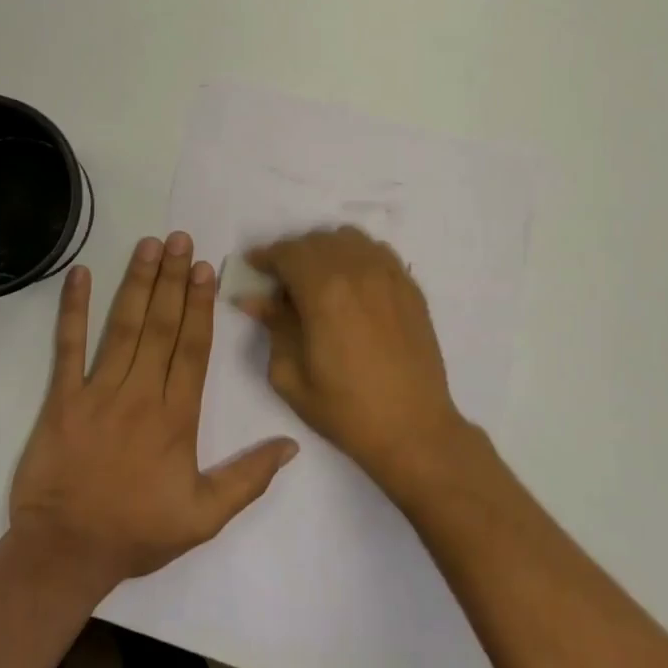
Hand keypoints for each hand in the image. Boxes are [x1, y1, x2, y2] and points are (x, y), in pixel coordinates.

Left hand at [9, 232, 298, 591]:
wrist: (65, 554)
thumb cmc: (137, 532)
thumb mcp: (204, 518)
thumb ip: (249, 479)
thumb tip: (292, 444)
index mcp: (176, 418)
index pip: (193, 349)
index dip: (201, 305)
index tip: (206, 268)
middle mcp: (140, 394)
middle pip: (161, 326)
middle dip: (173, 279)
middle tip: (181, 239)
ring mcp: (97, 393)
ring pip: (122, 327)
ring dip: (137, 283)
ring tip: (149, 245)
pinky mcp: (61, 399)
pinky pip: (67, 347)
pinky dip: (72, 309)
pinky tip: (79, 275)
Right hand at [242, 226, 467, 494]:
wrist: (413, 429)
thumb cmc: (345, 409)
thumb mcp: (291, 374)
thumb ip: (273, 326)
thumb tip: (254, 298)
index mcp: (324, 292)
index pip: (287, 252)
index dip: (266, 256)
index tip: (254, 267)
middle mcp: (358, 271)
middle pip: (316, 241)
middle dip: (292, 254)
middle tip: (281, 280)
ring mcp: (389, 275)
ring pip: (349, 239)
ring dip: (325, 250)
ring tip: (317, 279)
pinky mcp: (410, 287)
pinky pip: (377, 252)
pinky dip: (356, 256)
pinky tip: (351, 283)